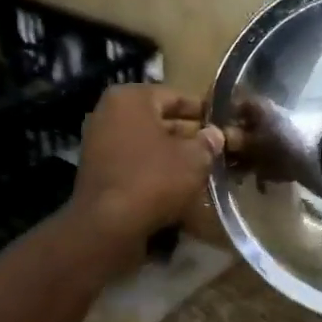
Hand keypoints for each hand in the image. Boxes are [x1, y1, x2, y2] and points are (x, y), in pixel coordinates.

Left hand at [70, 85, 223, 253]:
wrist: (108, 224)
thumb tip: (215, 135)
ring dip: (172, 153)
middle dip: (187, 133)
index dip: (203, 110)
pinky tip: (178, 183)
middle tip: (215, 146)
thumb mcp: (194, 158)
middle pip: (159, 119)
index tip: (223, 121)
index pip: (176, 96)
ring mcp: (99, 143)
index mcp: (130, 98)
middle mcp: (109, 114)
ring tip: (201, 166)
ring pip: (147, 143)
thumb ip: (207, 142)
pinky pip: (135, 162)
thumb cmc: (154, 178)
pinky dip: (155, 169)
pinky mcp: (98, 171)